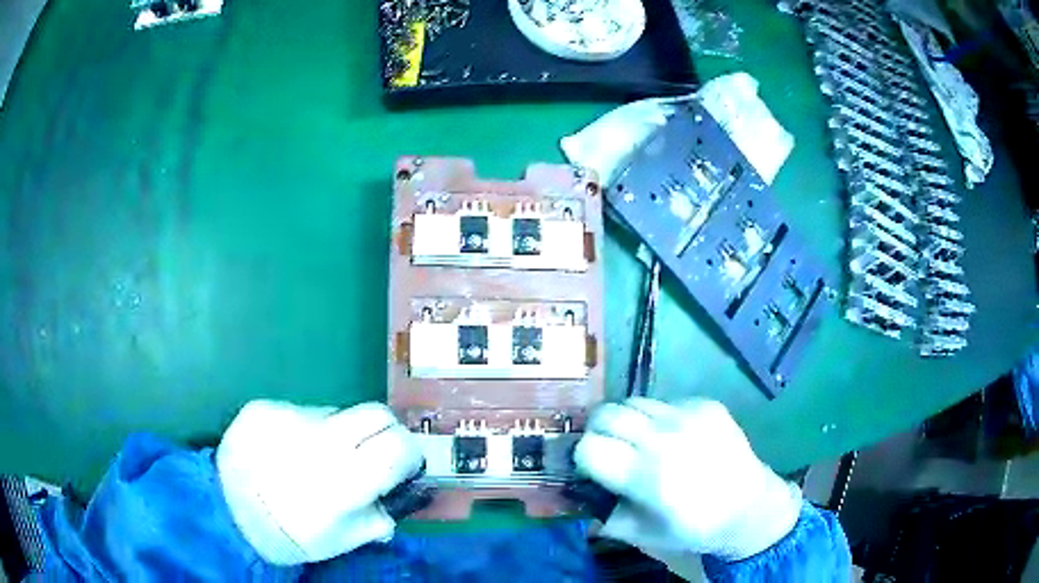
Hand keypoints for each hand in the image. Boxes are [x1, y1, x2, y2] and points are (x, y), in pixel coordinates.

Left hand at [216, 400, 423, 565]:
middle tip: (368, 456)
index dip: (408, 454)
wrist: (225, 512)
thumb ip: (378, 518)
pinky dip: (303, 430)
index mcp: (343, 479)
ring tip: (312, 459)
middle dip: (383, 433)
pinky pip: (301, 411)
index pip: (398, 445)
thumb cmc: (289, 536)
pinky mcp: (263, 406)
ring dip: (338, 434)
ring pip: (336, 413)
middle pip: (376, 413)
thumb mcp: (341, 541)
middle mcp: (319, 440)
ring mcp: (287, 416)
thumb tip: (401, 497)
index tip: (402, 467)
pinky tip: (284, 452)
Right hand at [573, 398, 801, 561]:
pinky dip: (658, 417)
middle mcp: (664, 438)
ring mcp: (688, 416)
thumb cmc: (695, 528)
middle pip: (606, 413)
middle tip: (609, 448)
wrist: (751, 506)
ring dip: (628, 420)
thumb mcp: (643, 535)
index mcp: (646, 476)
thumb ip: (605, 516)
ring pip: (634, 401)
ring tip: (640, 440)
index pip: (589, 447)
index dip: (583, 457)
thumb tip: (579, 498)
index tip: (591, 467)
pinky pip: (666, 401)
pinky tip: (674, 437)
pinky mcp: (706, 404)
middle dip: (598, 431)